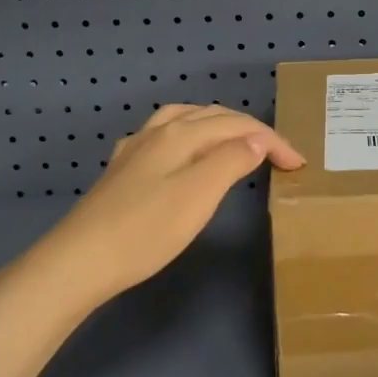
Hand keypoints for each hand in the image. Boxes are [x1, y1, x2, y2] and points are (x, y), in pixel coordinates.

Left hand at [40, 104, 304, 304]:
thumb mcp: (199, 195)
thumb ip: (230, 161)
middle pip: (213, 116)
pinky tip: (182, 152)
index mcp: (181, 133)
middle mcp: (158, 131)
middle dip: (249, 129)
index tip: (298, 164)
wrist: (79, 261)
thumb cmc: (146, 230)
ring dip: (217, 125)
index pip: (238, 126)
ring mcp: (136, 149)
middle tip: (277, 153)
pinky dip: (188, 135)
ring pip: (185, 119)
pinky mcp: (122, 170)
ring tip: (236, 141)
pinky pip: (164, 136)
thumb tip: (256, 140)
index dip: (271, 140)